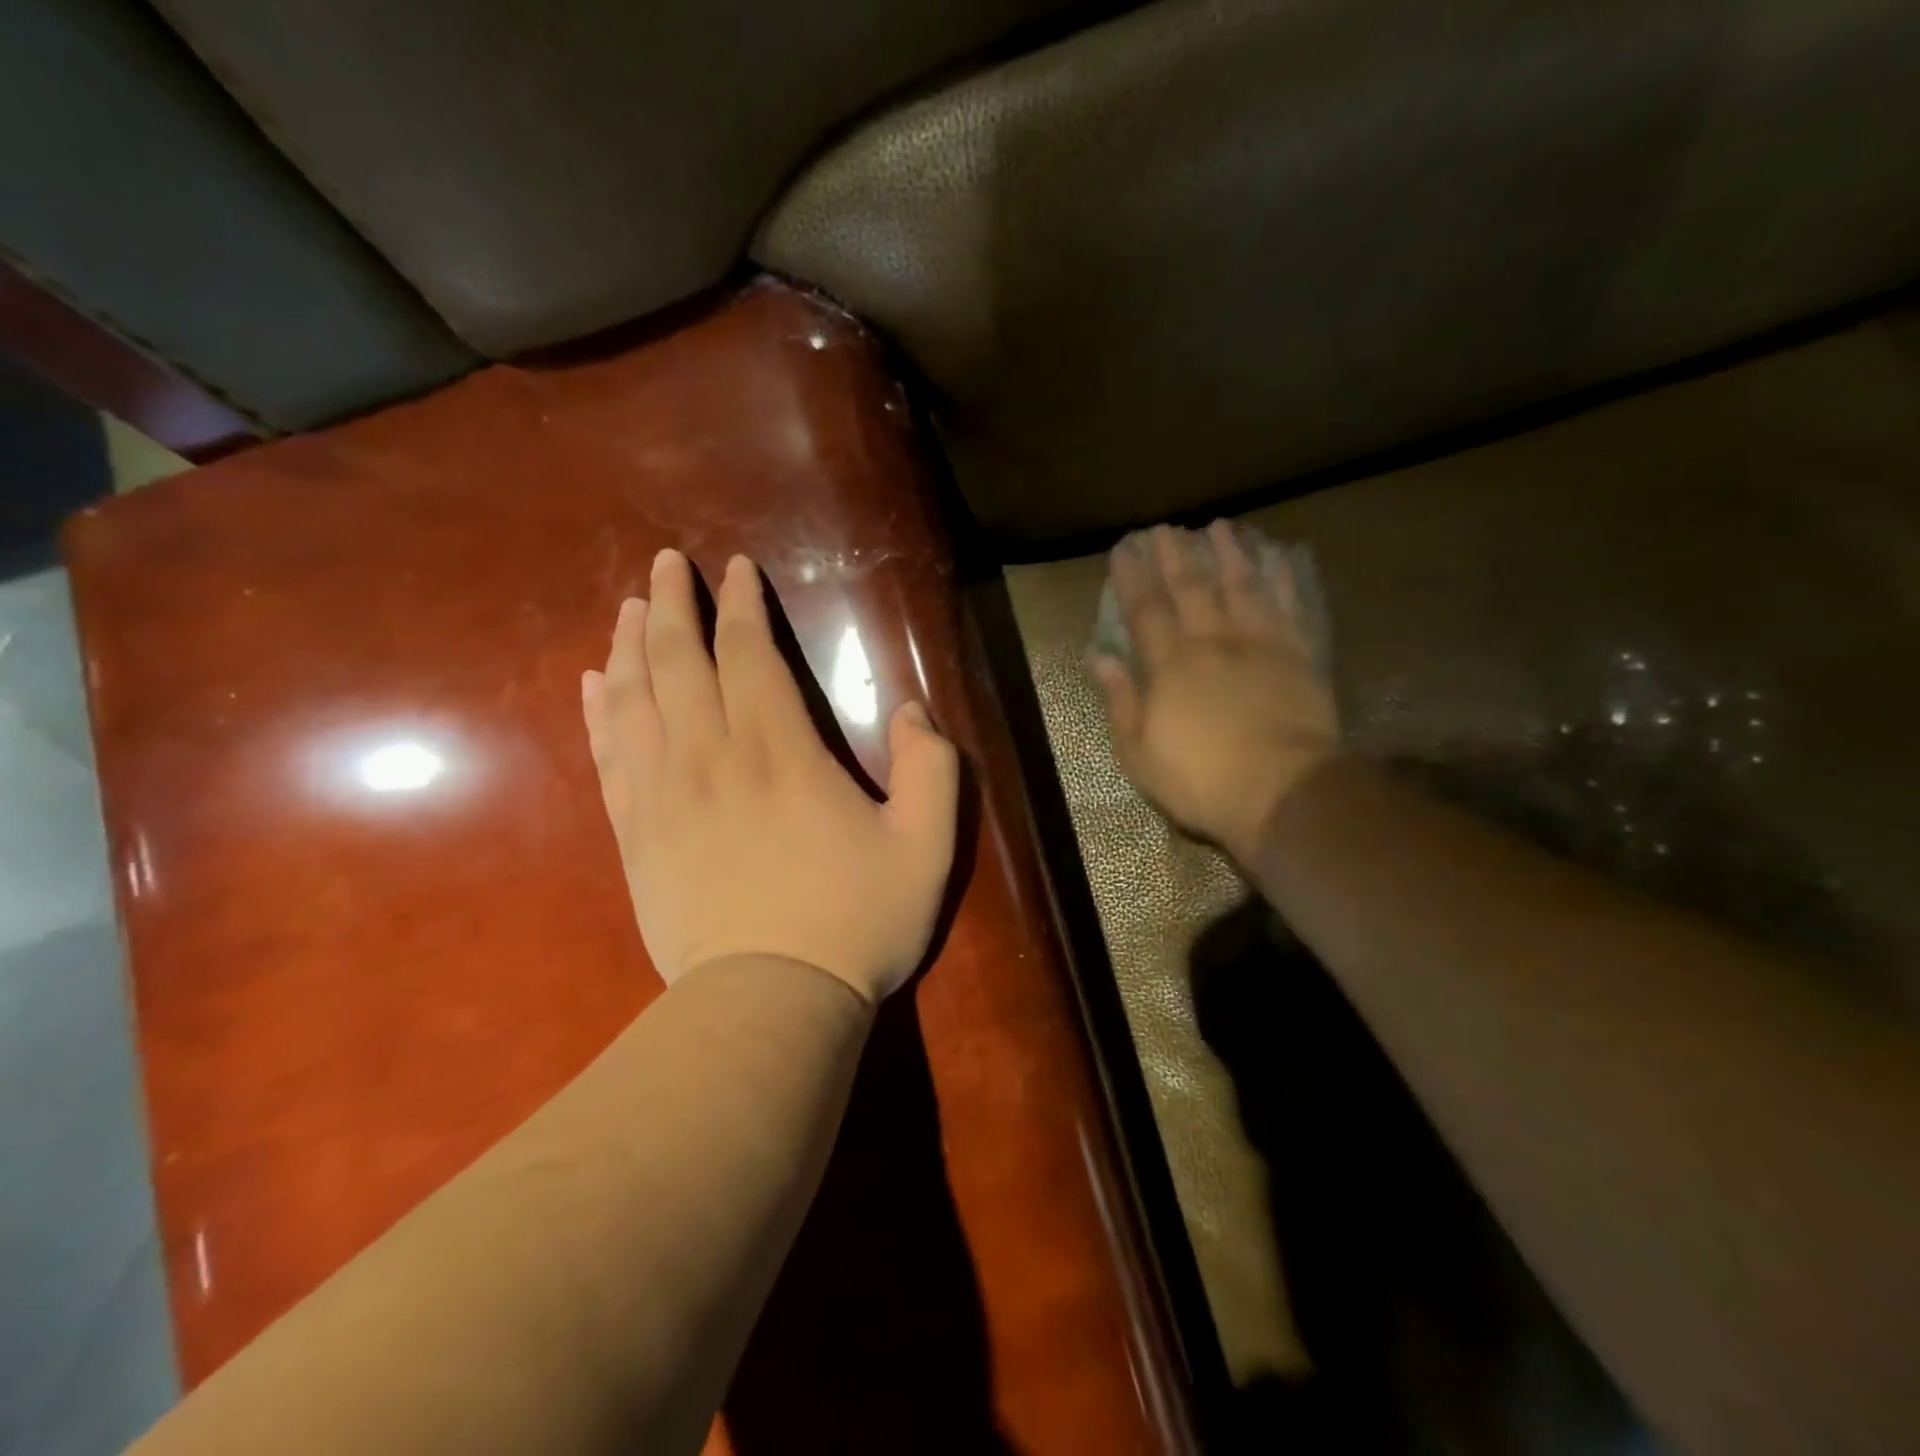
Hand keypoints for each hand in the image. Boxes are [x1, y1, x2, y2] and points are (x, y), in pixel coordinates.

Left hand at [582, 549, 959, 1003]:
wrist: (770, 1003)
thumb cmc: (855, 922)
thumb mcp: (926, 846)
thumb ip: (931, 768)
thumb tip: (913, 711)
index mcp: (780, 752)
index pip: (748, 654)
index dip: (741, 606)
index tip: (735, 570)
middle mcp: (711, 758)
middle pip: (679, 661)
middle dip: (672, 605)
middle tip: (665, 564)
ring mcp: (663, 796)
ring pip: (634, 700)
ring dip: (630, 645)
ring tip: (627, 608)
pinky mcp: (635, 835)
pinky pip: (608, 756)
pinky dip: (598, 712)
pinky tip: (594, 685)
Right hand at [1092, 522, 1339, 862]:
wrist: (1284, 790)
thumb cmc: (1201, 780)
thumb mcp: (1139, 752)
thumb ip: (1121, 701)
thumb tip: (1101, 657)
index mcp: (1170, 666)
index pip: (1145, 611)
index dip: (1132, 578)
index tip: (1123, 549)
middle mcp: (1213, 642)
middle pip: (1192, 588)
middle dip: (1175, 555)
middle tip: (1166, 527)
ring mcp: (1259, 644)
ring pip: (1241, 586)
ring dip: (1229, 553)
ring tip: (1219, 526)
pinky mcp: (1298, 655)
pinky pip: (1288, 606)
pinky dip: (1282, 579)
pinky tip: (1278, 558)